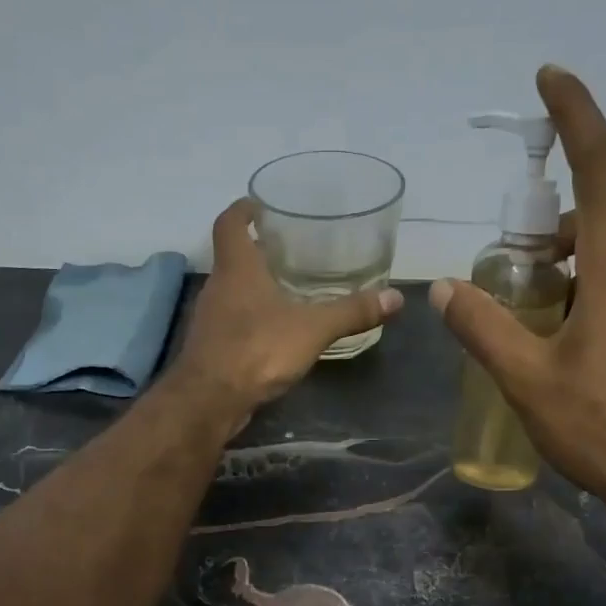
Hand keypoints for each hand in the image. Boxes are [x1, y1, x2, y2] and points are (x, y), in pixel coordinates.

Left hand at [171, 198, 404, 415]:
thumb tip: (395, 298)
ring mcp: (211, 318)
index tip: (261, 205)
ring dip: (255, 286)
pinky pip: (233, 321)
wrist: (210, 400)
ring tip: (289, 287)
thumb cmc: (257, 349)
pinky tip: (276, 330)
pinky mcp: (211, 347)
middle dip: (258, 249)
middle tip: (290, 248)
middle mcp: (218, 286)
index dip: (243, 209)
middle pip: (233, 257)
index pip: (229, 223)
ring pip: (233, 291)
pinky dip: (252, 317)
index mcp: (237, 267)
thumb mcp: (313, 328)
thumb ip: (351, 312)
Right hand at [430, 65, 605, 537]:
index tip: (550, 78)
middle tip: (508, 266)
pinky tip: (568, 340)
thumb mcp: (528, 380)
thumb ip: (483, 328)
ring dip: (569, 263)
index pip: (601, 163)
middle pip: (602, 211)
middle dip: (551, 223)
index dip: (575, 113)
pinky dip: (592, 288)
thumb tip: (443, 288)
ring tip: (531, 314)